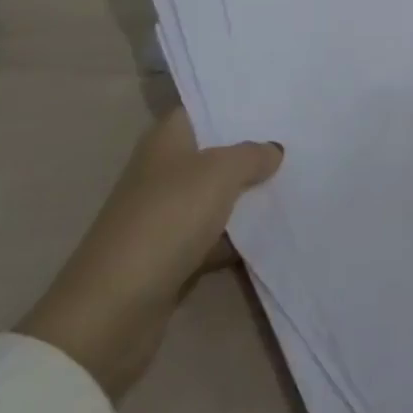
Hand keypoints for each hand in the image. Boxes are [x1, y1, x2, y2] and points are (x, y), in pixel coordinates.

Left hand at [17, 108, 281, 399]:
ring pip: (217, 195)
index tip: (277, 102)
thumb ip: (251, 155)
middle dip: (251, 150)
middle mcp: (163, 170)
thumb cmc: (166, 219)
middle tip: (298, 139)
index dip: (237, 105)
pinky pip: (215, 235)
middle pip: (214, 152)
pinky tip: (275, 231)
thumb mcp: (219, 173)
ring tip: (298, 180)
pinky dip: (238, 236)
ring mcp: (166, 214)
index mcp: (166, 139)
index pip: (204, 109)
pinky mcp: (172, 255)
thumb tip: (273, 149)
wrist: (114, 310)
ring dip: (248, 195)